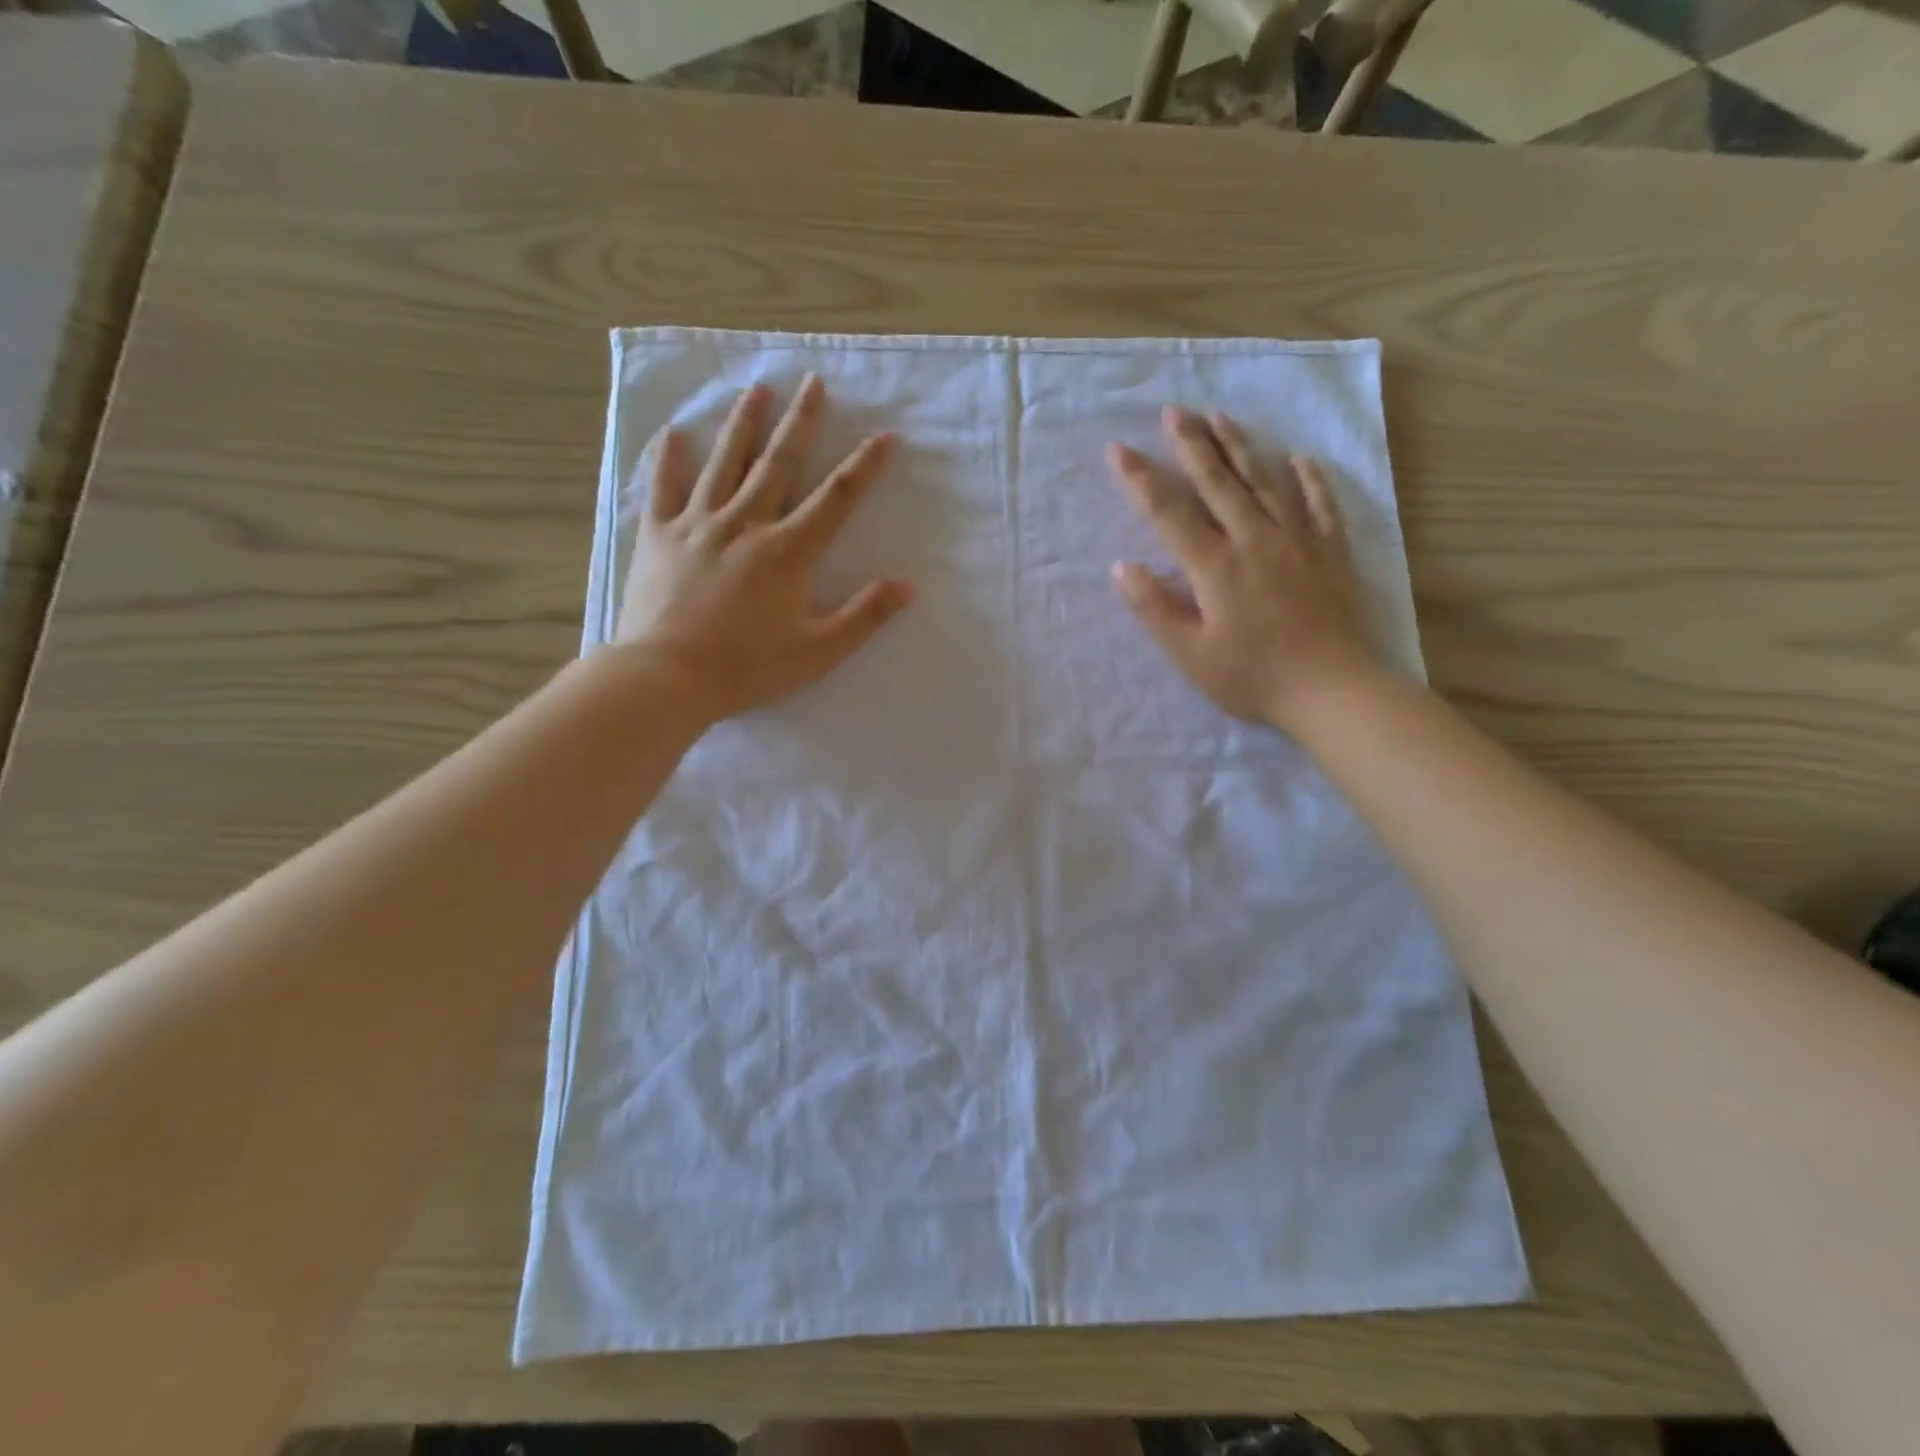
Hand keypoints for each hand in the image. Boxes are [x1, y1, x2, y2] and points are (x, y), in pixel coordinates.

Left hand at [614, 376, 912, 722]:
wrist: (667, 677)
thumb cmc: (749, 668)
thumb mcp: (819, 651)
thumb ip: (864, 616)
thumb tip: (907, 585)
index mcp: (789, 551)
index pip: (836, 499)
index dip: (864, 466)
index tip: (884, 435)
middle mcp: (746, 523)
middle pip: (779, 463)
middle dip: (800, 422)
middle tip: (813, 381)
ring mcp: (698, 524)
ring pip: (724, 463)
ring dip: (744, 424)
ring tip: (758, 389)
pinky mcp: (658, 536)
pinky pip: (664, 487)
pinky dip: (670, 458)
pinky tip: (676, 432)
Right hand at [1107, 405, 1381, 731]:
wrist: (1333, 690)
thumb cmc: (1253, 678)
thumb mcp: (1191, 655)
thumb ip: (1154, 609)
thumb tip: (1120, 568)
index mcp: (1215, 567)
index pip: (1170, 514)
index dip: (1141, 480)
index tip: (1118, 449)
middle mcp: (1254, 540)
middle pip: (1218, 484)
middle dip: (1192, 445)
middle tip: (1174, 410)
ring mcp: (1297, 542)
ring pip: (1265, 483)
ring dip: (1240, 448)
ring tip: (1221, 417)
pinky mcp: (1331, 553)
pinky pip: (1321, 506)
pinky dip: (1310, 480)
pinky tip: (1300, 458)